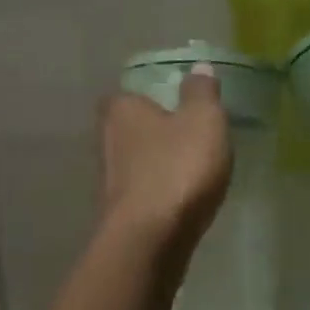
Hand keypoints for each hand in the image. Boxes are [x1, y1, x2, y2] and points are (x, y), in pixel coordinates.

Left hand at [99, 66, 232, 251]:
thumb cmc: (177, 168)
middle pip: (129, 128)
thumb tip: (198, 67)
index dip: (148, 97)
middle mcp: (107, 140)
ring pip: (135, 162)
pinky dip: (158, 192)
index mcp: (121, 110)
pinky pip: (142, 192)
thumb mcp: (203, 121)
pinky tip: (180, 200)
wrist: (150, 241)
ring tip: (190, 169)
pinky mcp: (118, 214)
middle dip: (153, 132)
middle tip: (186, 136)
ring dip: (156, 164)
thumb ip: (201, 93)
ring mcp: (109, 180)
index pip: (126, 94)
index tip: (172, 104)